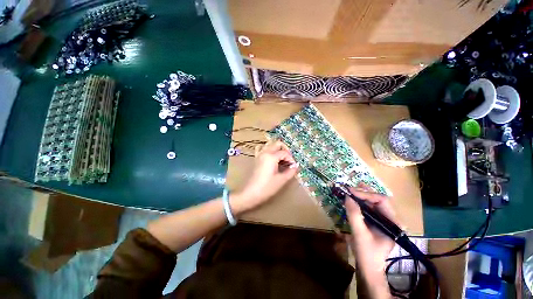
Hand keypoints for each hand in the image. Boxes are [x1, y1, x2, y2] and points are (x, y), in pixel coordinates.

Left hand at [231, 141, 297, 213]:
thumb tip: (295, 166)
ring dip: (277, 148)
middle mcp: (265, 152)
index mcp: (271, 156)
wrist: (251, 193)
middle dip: (285, 150)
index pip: (285, 153)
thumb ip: (290, 171)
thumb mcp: (281, 180)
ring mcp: (259, 154)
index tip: (293, 167)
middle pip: (277, 144)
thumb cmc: (267, 187)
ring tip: (281, 158)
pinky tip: (271, 156)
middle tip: (289, 160)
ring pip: (269, 144)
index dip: (291, 159)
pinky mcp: (256, 158)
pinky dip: (267, 149)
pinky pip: (261, 148)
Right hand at [345, 184, 395, 298]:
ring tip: (351, 190)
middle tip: (351, 188)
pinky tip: (353, 199)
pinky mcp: (376, 222)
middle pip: (379, 200)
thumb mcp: (359, 234)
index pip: (382, 201)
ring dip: (362, 196)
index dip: (366, 194)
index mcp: (393, 223)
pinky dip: (360, 202)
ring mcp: (383, 221)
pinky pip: (369, 208)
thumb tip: (347, 197)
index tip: (351, 191)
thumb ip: (354, 215)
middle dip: (364, 193)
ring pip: (374, 203)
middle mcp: (391, 219)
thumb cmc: (366, 253)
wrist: (368, 268)